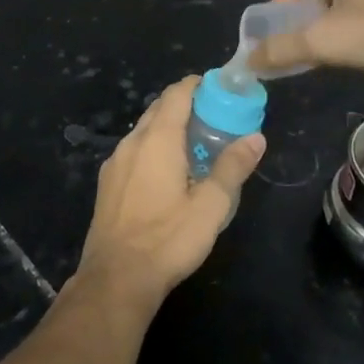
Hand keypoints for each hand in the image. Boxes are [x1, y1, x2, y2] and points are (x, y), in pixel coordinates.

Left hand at [78, 77, 263, 310]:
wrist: (116, 278)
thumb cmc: (168, 239)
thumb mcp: (211, 205)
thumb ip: (232, 167)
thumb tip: (255, 137)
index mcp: (156, 139)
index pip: (176, 94)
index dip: (197, 85)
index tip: (219, 88)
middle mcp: (132, 142)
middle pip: (159, 109)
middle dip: (186, 105)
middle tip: (215, 117)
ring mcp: (115, 163)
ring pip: (144, 130)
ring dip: (169, 127)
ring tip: (196, 144)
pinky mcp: (107, 183)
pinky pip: (134, 151)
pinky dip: (154, 148)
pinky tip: (169, 172)